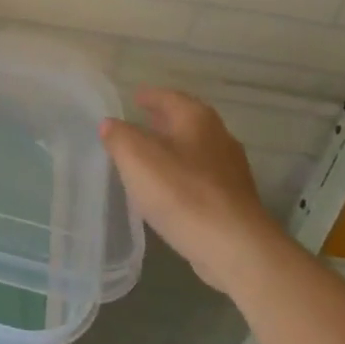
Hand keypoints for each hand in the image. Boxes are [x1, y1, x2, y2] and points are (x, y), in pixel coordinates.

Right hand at [100, 88, 276, 293]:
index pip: (169, 97)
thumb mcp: (136, 158)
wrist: (234, 247)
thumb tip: (110, 124)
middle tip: (138, 124)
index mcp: (197, 119)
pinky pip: (200, 177)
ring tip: (147, 158)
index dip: (149, 96)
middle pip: (185, 121)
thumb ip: (119, 136)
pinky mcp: (233, 200)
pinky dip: (182, 175)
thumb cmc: (182, 193)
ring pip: (194, 150)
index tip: (133, 98)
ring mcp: (230, 170)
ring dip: (172, 150)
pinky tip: (167, 189)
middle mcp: (219, 137)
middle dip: (162, 122)